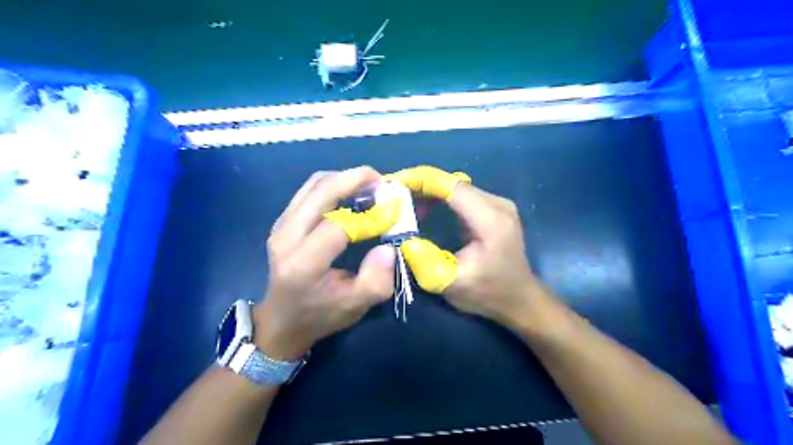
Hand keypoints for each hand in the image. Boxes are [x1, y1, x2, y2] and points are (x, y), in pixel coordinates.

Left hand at [256, 168, 396, 361]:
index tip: (394, 211)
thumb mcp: (355, 307)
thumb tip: (388, 247)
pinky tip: (351, 193)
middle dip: (355, 178)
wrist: (282, 320)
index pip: (338, 226)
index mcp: (303, 264)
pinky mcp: (283, 220)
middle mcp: (286, 237)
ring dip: (345, 179)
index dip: (369, 216)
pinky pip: (310, 190)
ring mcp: (281, 225)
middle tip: (382, 181)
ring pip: (314, 184)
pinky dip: (334, 185)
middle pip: (321, 191)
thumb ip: (376, 280)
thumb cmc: (320, 315)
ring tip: (370, 186)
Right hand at [386, 165, 548, 329]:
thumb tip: (402, 238)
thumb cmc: (488, 294)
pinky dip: (440, 199)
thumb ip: (425, 261)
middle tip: (393, 193)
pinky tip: (424, 209)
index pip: (453, 187)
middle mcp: (498, 205)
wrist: (520, 300)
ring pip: (457, 187)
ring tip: (404, 202)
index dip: (423, 180)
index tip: (395, 181)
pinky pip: (462, 196)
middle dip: (421, 184)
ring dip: (429, 191)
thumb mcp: (452, 284)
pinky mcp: (493, 210)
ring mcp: (498, 205)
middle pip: (454, 183)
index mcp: (491, 221)